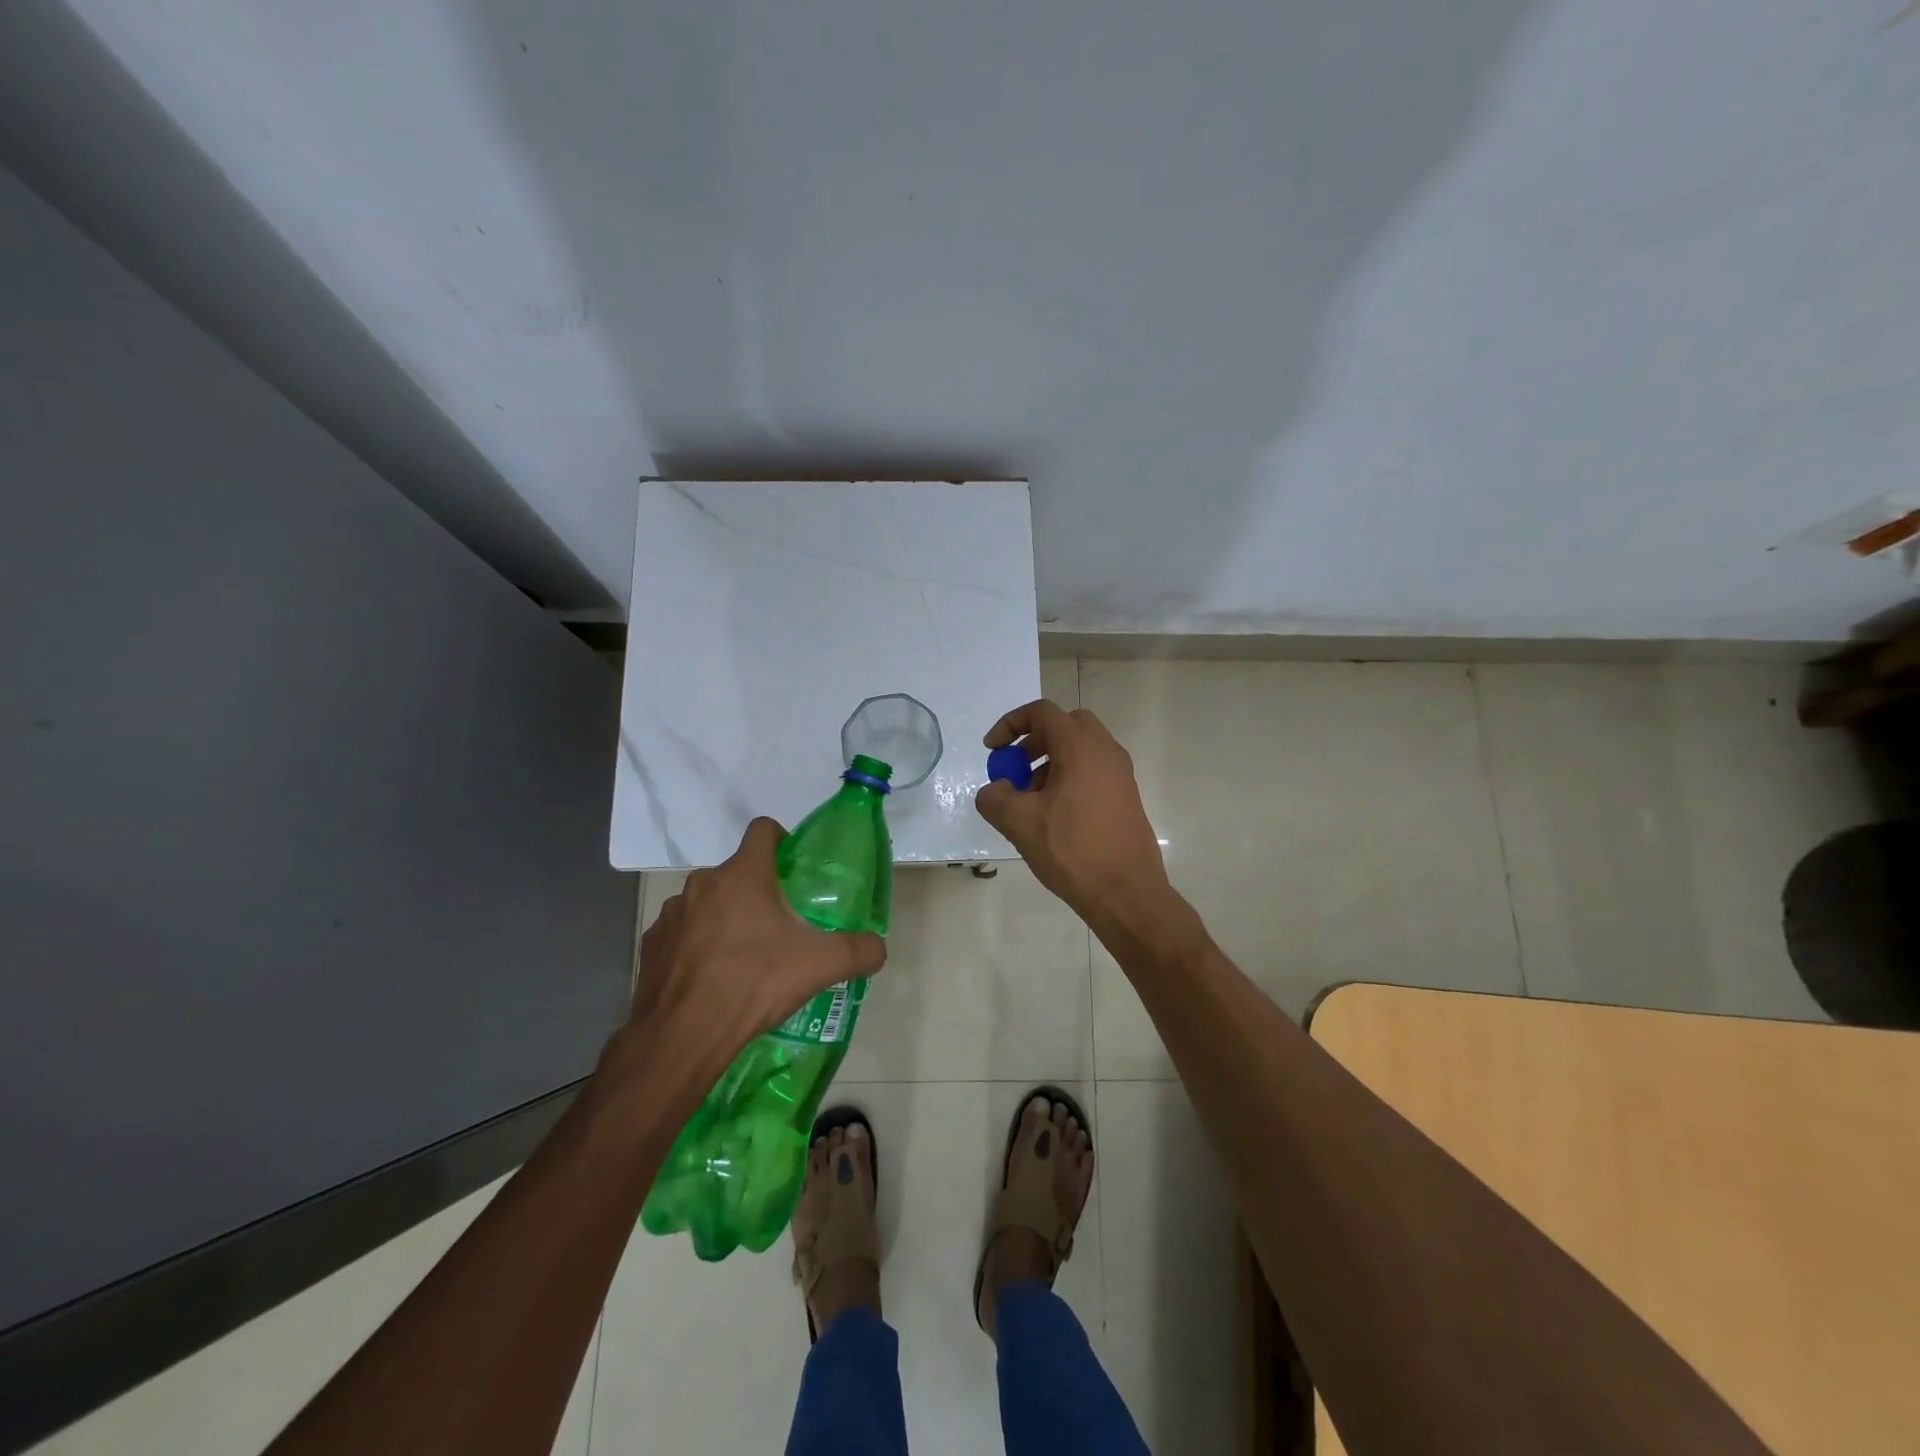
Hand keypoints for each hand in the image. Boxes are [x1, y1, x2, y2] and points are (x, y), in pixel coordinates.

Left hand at [626, 818, 887, 1076]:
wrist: (683, 1036)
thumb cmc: (754, 984)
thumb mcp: (820, 966)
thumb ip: (859, 950)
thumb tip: (878, 948)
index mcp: (744, 875)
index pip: (763, 829)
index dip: (782, 840)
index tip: (793, 868)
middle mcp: (703, 883)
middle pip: (737, 871)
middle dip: (757, 890)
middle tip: (778, 926)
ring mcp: (672, 913)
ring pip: (707, 902)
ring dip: (725, 917)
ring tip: (743, 957)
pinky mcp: (652, 944)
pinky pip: (681, 932)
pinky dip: (697, 945)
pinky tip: (710, 978)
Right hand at [975, 699, 1170, 921]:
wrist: (1127, 892)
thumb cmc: (1072, 850)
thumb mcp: (1020, 823)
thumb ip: (995, 798)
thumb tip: (995, 790)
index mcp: (1080, 747)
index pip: (1041, 712)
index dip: (1010, 725)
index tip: (992, 751)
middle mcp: (1105, 751)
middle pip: (1065, 725)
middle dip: (1033, 741)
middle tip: (1015, 769)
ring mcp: (1121, 774)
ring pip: (1080, 749)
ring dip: (1050, 762)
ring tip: (1030, 800)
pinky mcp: (1127, 796)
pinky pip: (1093, 771)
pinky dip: (1069, 778)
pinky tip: (1054, 817)